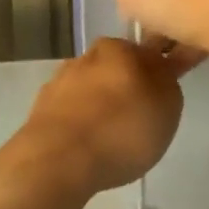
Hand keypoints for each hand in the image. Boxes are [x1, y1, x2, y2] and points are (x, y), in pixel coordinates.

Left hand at [7, 38, 195, 199]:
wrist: (59, 160)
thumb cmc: (122, 130)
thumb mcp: (167, 106)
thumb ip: (167, 82)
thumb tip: (159, 72)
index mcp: (119, 49)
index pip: (145, 53)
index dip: (156, 74)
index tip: (160, 99)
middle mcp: (86, 57)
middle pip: (114, 70)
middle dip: (125, 89)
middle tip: (138, 120)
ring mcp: (59, 82)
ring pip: (90, 90)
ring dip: (100, 106)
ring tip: (110, 139)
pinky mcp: (40, 109)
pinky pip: (70, 112)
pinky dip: (80, 123)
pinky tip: (87, 146)